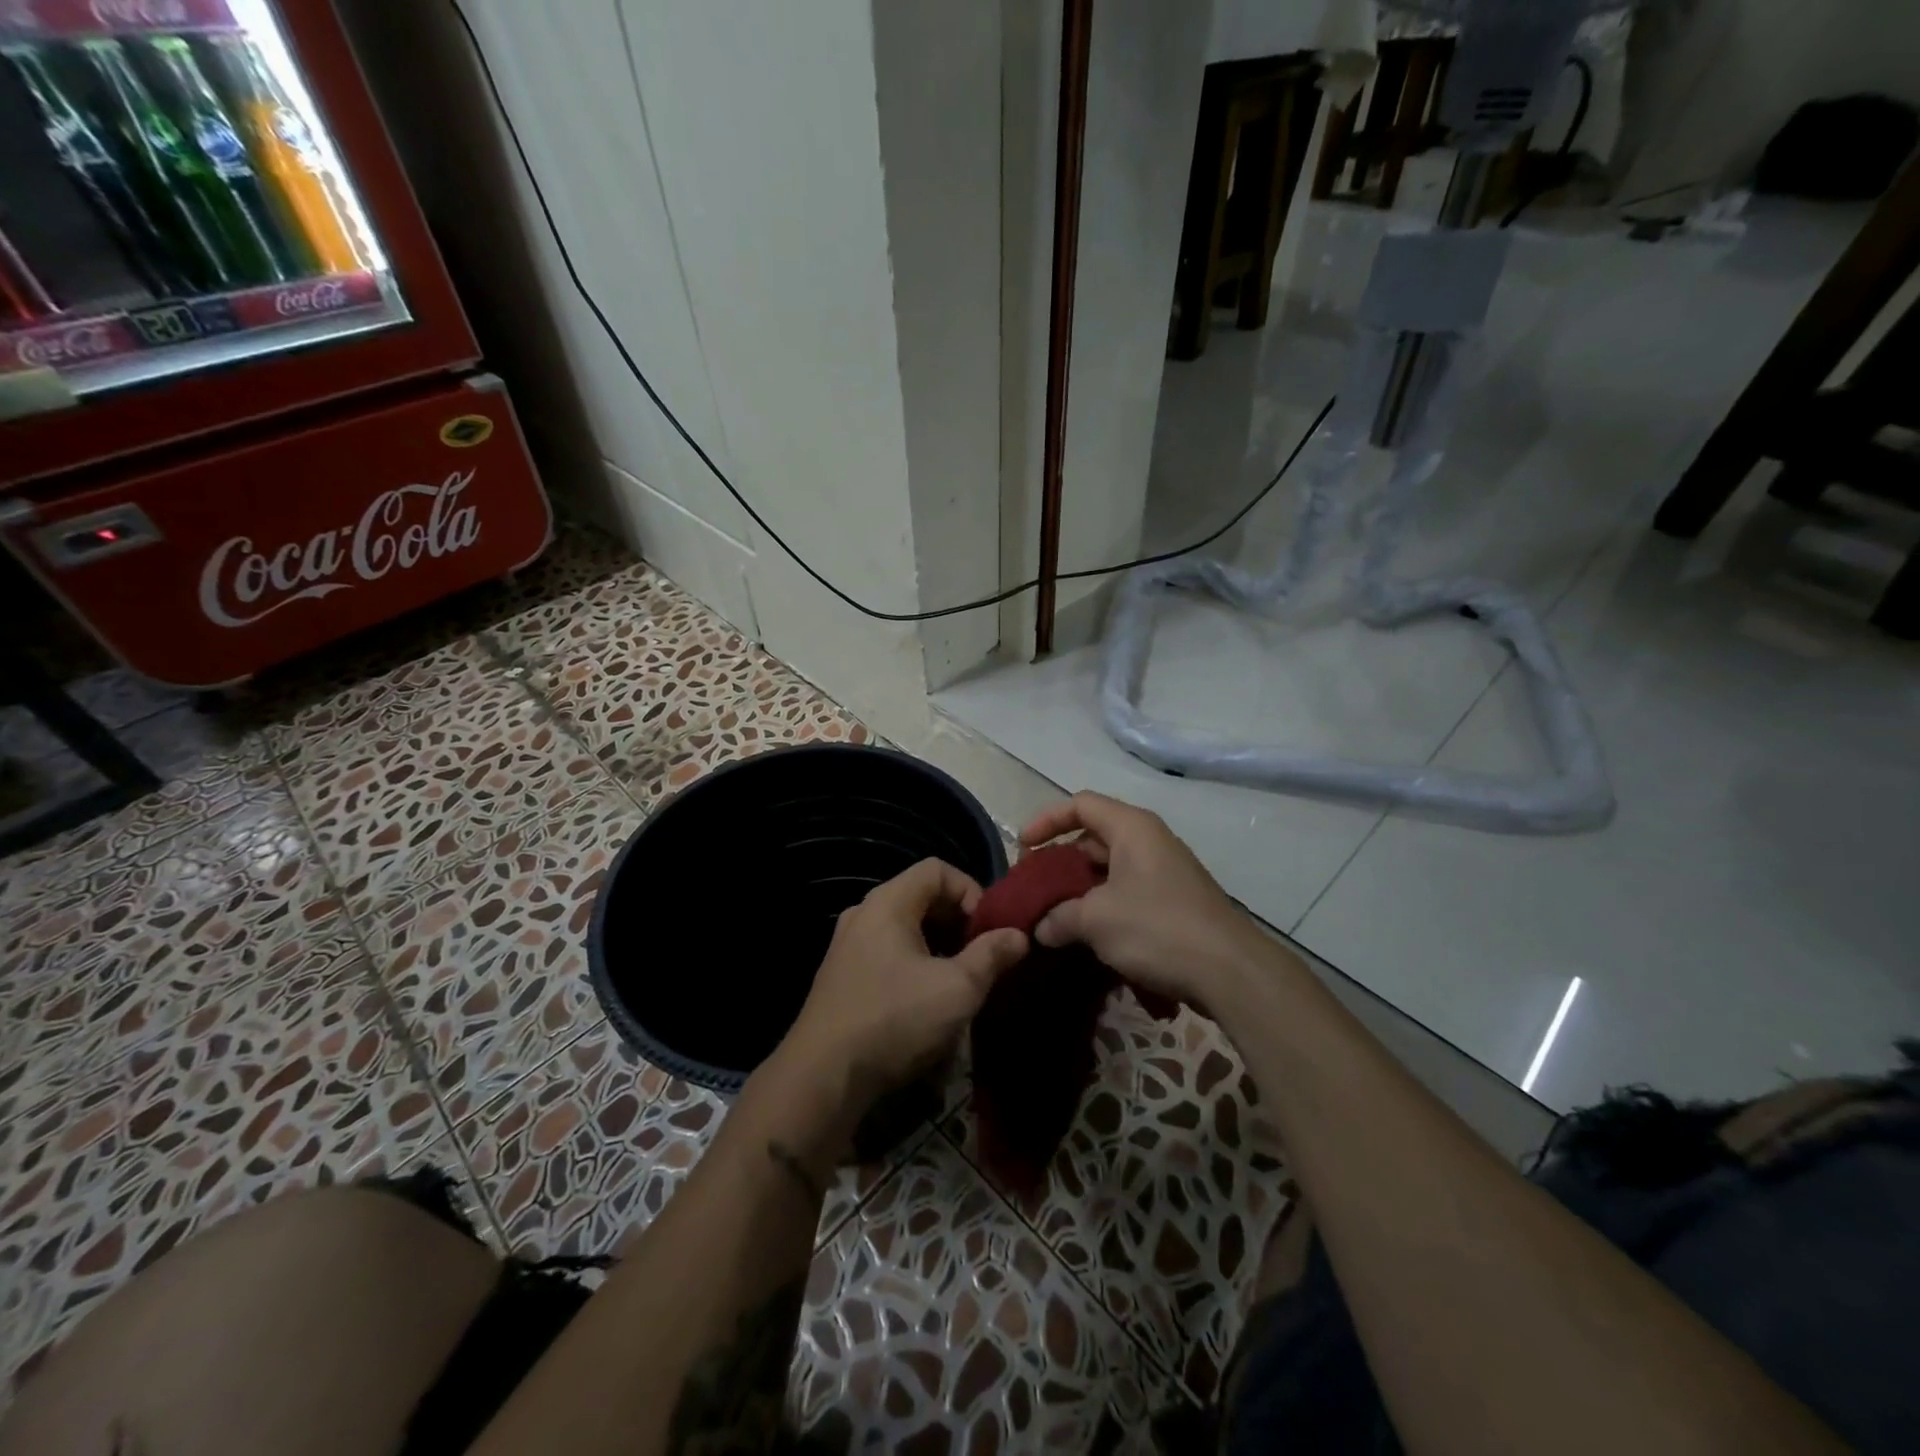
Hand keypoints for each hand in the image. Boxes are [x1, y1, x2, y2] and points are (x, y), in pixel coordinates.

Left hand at [780, 859, 1027, 1112]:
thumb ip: (991, 955)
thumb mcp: (957, 989)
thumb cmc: (895, 1020)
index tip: (990, 929)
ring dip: (939, 946)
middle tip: (982, 955)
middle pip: (921, 896)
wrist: (823, 1076)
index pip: (937, 869)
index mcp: (888, 902)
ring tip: (961, 980)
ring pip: (906, 928)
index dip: (972, 890)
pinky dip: (915, 963)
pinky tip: (928, 1000)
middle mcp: (864, 913)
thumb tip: (1019, 935)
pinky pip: (888, 952)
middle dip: (959, 921)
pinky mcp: (842, 975)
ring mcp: (848, 945)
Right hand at [1020, 792, 1271, 1007]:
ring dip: (1078, 889)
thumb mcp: (1096, 920)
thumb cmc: (1157, 928)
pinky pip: (1126, 892)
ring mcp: (1164, 872)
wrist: (1230, 971)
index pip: (1080, 804)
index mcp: (1131, 828)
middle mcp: (1149, 841)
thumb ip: (1059, 916)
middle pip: (1092, 837)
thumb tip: (1040, 927)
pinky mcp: (1173, 902)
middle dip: (1059, 861)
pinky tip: (1087, 936)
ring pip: (1108, 869)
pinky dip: (1102, 906)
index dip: (1047, 820)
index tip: (1023, 848)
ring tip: (1053, 916)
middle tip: (1034, 888)